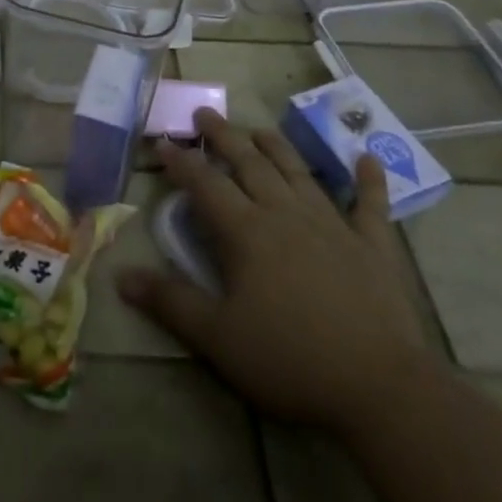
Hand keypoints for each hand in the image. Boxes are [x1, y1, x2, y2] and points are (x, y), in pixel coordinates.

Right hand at [118, 110, 435, 434]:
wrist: (381, 388)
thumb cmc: (290, 360)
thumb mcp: (217, 337)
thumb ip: (170, 302)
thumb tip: (120, 276)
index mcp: (247, 232)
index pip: (205, 184)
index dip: (181, 161)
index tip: (162, 141)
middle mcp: (286, 214)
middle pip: (249, 164)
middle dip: (224, 137)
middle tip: (205, 113)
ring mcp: (333, 225)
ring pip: (298, 173)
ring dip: (276, 147)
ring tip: (258, 129)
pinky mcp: (373, 246)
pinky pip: (370, 204)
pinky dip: (368, 180)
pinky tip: (367, 158)